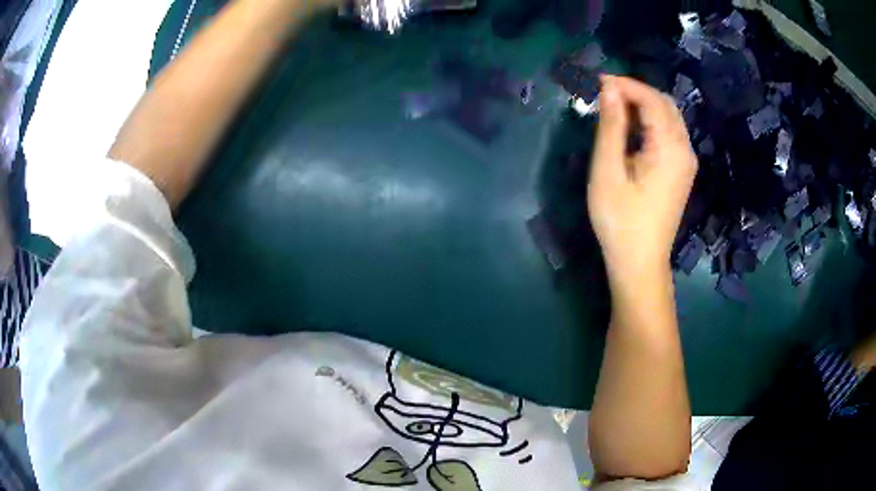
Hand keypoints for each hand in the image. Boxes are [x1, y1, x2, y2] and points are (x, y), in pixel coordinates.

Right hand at [587, 75, 696, 277]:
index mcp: (669, 148)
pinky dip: (651, 121)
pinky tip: (631, 128)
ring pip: (669, 117)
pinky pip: (670, 133)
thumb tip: (609, 89)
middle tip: (605, 93)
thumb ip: (611, 127)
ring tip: (614, 107)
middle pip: (665, 104)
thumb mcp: (608, 171)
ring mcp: (686, 162)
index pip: (651, 100)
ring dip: (643, 105)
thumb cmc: (620, 221)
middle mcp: (685, 150)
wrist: (640, 263)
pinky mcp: (682, 171)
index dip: (625, 85)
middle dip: (636, 91)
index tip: (597, 81)